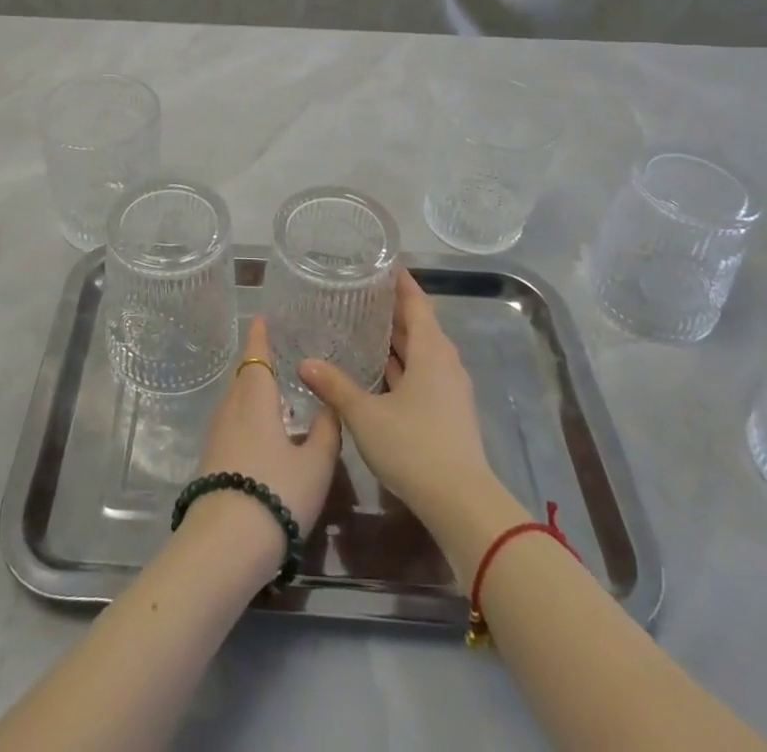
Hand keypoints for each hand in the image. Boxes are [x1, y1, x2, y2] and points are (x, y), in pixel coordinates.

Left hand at [184, 317, 341, 576]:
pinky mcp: (211, 460)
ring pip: (236, 401)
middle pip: (243, 376)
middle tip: (280, 354)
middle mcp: (231, 408)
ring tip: (275, 391)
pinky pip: (231, 422)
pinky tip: (263, 431)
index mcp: (255, 398)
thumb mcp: (315, 464)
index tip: (262, 317)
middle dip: (258, 362)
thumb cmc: (276, 493)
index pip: (255, 354)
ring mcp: (217, 435)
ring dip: (252, 391)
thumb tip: (330, 404)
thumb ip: (326, 431)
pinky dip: (247, 415)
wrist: (224, 546)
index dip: (259, 334)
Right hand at [299, 269, 495, 525]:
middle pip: (419, 324)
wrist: (462, 503)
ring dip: (397, 338)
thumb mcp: (366, 415)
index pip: (416, 302)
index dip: (400, 282)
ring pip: (422, 351)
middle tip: (361, 292)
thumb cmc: (414, 446)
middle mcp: (444, 362)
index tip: (381, 263)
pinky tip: (379, 370)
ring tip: (364, 325)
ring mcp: (450, 388)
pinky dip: (402, 363)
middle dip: (393, 308)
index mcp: (430, 350)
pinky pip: (423, 372)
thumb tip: (304, 363)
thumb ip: (335, 386)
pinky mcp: (448, 411)